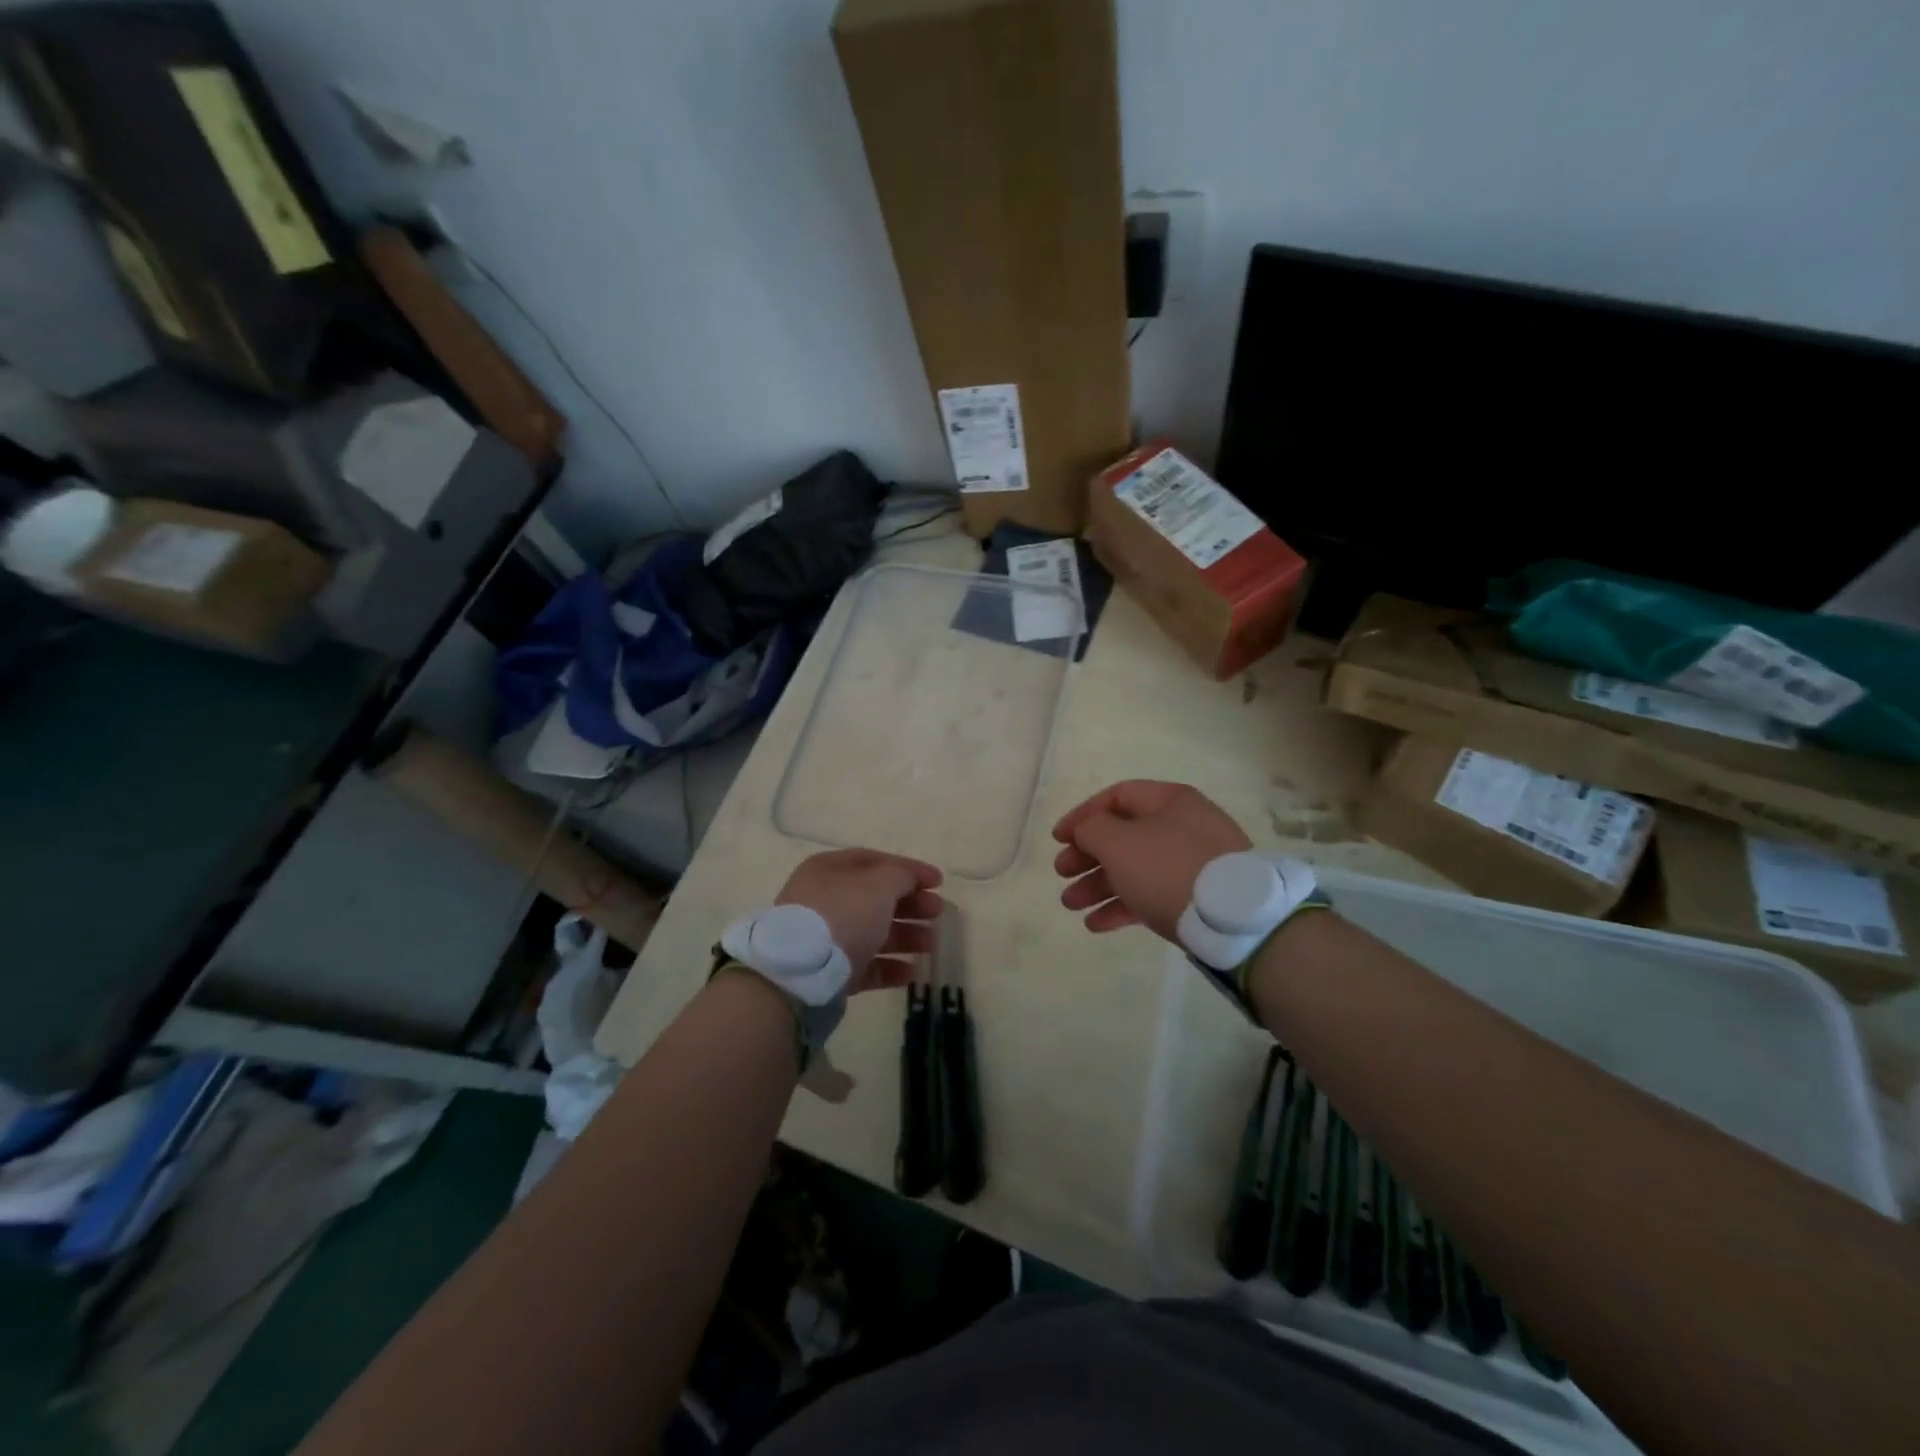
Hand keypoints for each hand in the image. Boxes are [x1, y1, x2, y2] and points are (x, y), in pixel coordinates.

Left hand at [776, 849, 944, 993]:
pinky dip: (889, 967)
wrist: (800, 973)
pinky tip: (912, 973)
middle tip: (938, 912)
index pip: (875, 861)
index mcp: (829, 869)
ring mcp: (825, 938)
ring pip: (872, 932)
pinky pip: (864, 965)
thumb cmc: (843, 914)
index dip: (909, 869)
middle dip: (910, 904)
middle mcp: (824, 899)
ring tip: (931, 944)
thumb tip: (910, 878)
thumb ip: (901, 875)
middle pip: (875, 898)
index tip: (939, 882)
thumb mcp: (879, 884)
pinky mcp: (828, 973)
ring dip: (905, 936)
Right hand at [1053, 780, 1250, 941]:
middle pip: (1124, 835)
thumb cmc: (1168, 868)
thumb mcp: (1118, 842)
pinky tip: (1095, 924)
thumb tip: (1086, 831)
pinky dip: (1123, 906)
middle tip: (1061, 873)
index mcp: (1170, 801)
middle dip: (1087, 856)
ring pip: (1135, 868)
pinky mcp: (1197, 897)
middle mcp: (1183, 826)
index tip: (1058, 839)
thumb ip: (1091, 829)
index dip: (1083, 815)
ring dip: (1098, 885)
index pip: (1117, 796)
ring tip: (1070, 904)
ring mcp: (1193, 863)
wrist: (1233, 920)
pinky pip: (1152, 894)